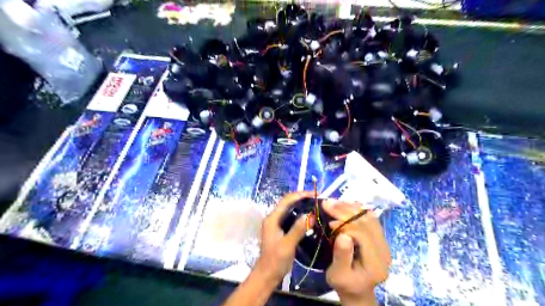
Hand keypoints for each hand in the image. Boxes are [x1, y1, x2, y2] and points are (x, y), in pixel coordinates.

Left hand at [255, 190, 315, 285]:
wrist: (267, 275)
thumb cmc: (276, 260)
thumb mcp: (288, 245)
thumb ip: (297, 229)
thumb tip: (310, 214)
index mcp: (272, 218)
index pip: (286, 200)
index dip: (300, 195)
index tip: (314, 195)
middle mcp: (273, 218)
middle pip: (288, 202)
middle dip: (302, 198)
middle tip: (317, 199)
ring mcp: (276, 223)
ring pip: (290, 209)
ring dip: (301, 205)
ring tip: (315, 205)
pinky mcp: (281, 229)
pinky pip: (291, 217)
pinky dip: (300, 214)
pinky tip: (309, 217)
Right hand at [323, 201, 391, 305]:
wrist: (357, 289)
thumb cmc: (345, 284)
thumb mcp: (338, 275)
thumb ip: (342, 256)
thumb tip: (343, 234)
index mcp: (376, 262)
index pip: (363, 234)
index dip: (346, 224)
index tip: (329, 221)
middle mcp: (384, 249)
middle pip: (366, 222)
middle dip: (345, 211)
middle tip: (327, 203)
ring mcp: (383, 242)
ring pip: (368, 217)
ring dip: (350, 207)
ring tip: (334, 202)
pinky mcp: (378, 236)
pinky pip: (369, 218)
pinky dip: (356, 209)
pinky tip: (345, 204)